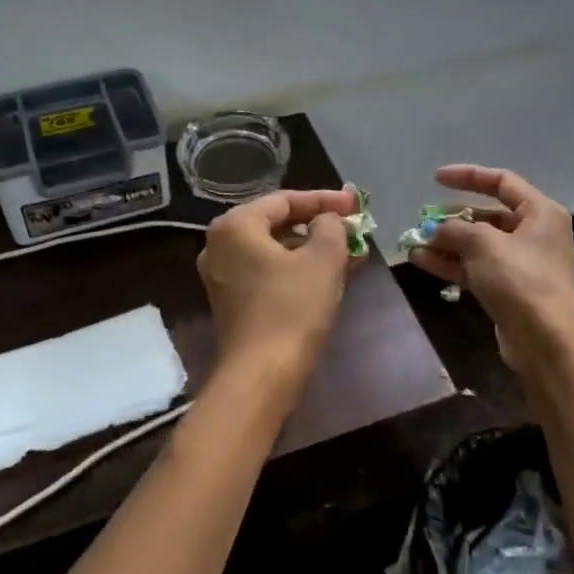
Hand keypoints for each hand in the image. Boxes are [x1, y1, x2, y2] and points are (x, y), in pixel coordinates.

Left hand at [197, 188, 357, 385]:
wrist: (262, 374)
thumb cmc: (292, 308)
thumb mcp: (323, 259)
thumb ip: (330, 226)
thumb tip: (326, 221)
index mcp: (235, 226)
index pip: (284, 200)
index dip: (324, 200)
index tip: (355, 205)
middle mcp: (219, 245)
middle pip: (276, 223)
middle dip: (318, 225)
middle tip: (352, 227)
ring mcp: (221, 275)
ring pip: (274, 250)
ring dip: (311, 249)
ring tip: (349, 252)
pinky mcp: (230, 301)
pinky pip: (267, 272)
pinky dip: (296, 269)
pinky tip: (328, 275)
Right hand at [407, 165, 573, 359]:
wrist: (545, 341)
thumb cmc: (520, 279)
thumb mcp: (483, 244)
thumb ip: (455, 229)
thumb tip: (435, 229)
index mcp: (541, 213)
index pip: (502, 182)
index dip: (468, 176)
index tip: (436, 179)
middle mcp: (535, 234)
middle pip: (488, 216)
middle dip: (452, 218)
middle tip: (423, 220)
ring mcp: (523, 265)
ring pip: (479, 245)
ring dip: (447, 243)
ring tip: (414, 242)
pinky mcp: (510, 290)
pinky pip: (477, 268)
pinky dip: (452, 263)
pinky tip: (421, 261)